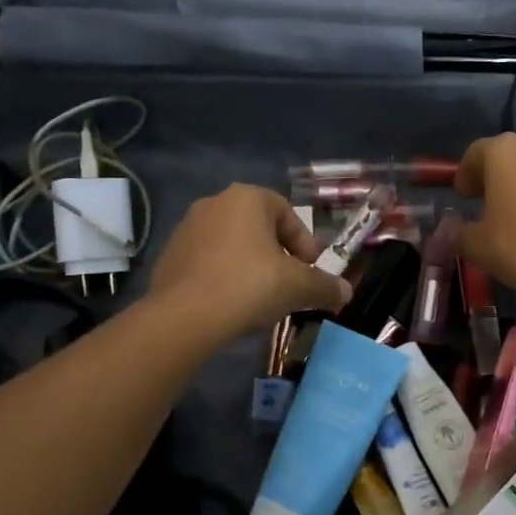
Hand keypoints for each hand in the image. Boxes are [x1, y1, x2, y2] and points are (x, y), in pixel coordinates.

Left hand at [146, 184, 352, 345]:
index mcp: (247, 198)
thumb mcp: (298, 287)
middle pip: (259, 228)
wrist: (183, 317)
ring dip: (249, 265)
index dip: (305, 244)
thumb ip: (325, 286)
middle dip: (277, 255)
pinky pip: (208, 262)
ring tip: (260, 297)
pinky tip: (230, 303)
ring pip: (232, 244)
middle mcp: (214, 203)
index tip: (310, 271)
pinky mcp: (169, 255)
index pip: (287, 214)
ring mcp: (186, 228)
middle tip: (288, 283)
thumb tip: (345, 292)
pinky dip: (223, 276)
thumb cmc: (248, 286)